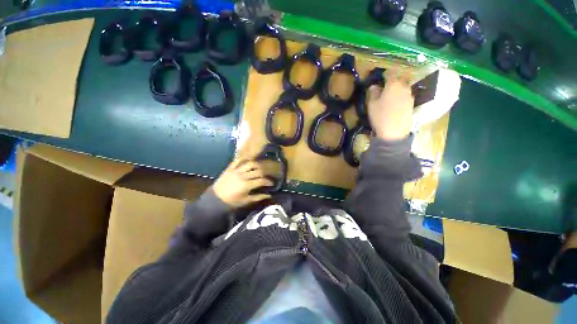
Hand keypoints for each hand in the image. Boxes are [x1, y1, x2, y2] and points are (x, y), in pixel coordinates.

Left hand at [213, 159, 272, 207]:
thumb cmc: (232, 202)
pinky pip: (237, 161)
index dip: (268, 182)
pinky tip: (248, 160)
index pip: (261, 181)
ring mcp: (236, 171)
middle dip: (264, 174)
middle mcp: (243, 176)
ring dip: (256, 165)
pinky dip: (243, 159)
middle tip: (266, 176)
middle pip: (258, 171)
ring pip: (250, 164)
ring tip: (259, 168)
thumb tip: (269, 195)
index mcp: (247, 185)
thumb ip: (258, 197)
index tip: (271, 183)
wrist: (215, 200)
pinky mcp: (230, 168)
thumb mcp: (246, 201)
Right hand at [367, 69, 414, 140]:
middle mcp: (404, 87)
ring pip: (404, 87)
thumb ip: (373, 93)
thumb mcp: (372, 105)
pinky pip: (406, 95)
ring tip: (390, 96)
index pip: (391, 73)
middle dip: (393, 80)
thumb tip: (374, 86)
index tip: (381, 77)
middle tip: (385, 86)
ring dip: (397, 88)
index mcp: (393, 84)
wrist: (394, 131)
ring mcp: (410, 96)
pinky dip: (401, 96)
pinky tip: (395, 104)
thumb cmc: (380, 116)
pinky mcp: (412, 104)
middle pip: (400, 79)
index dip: (385, 74)